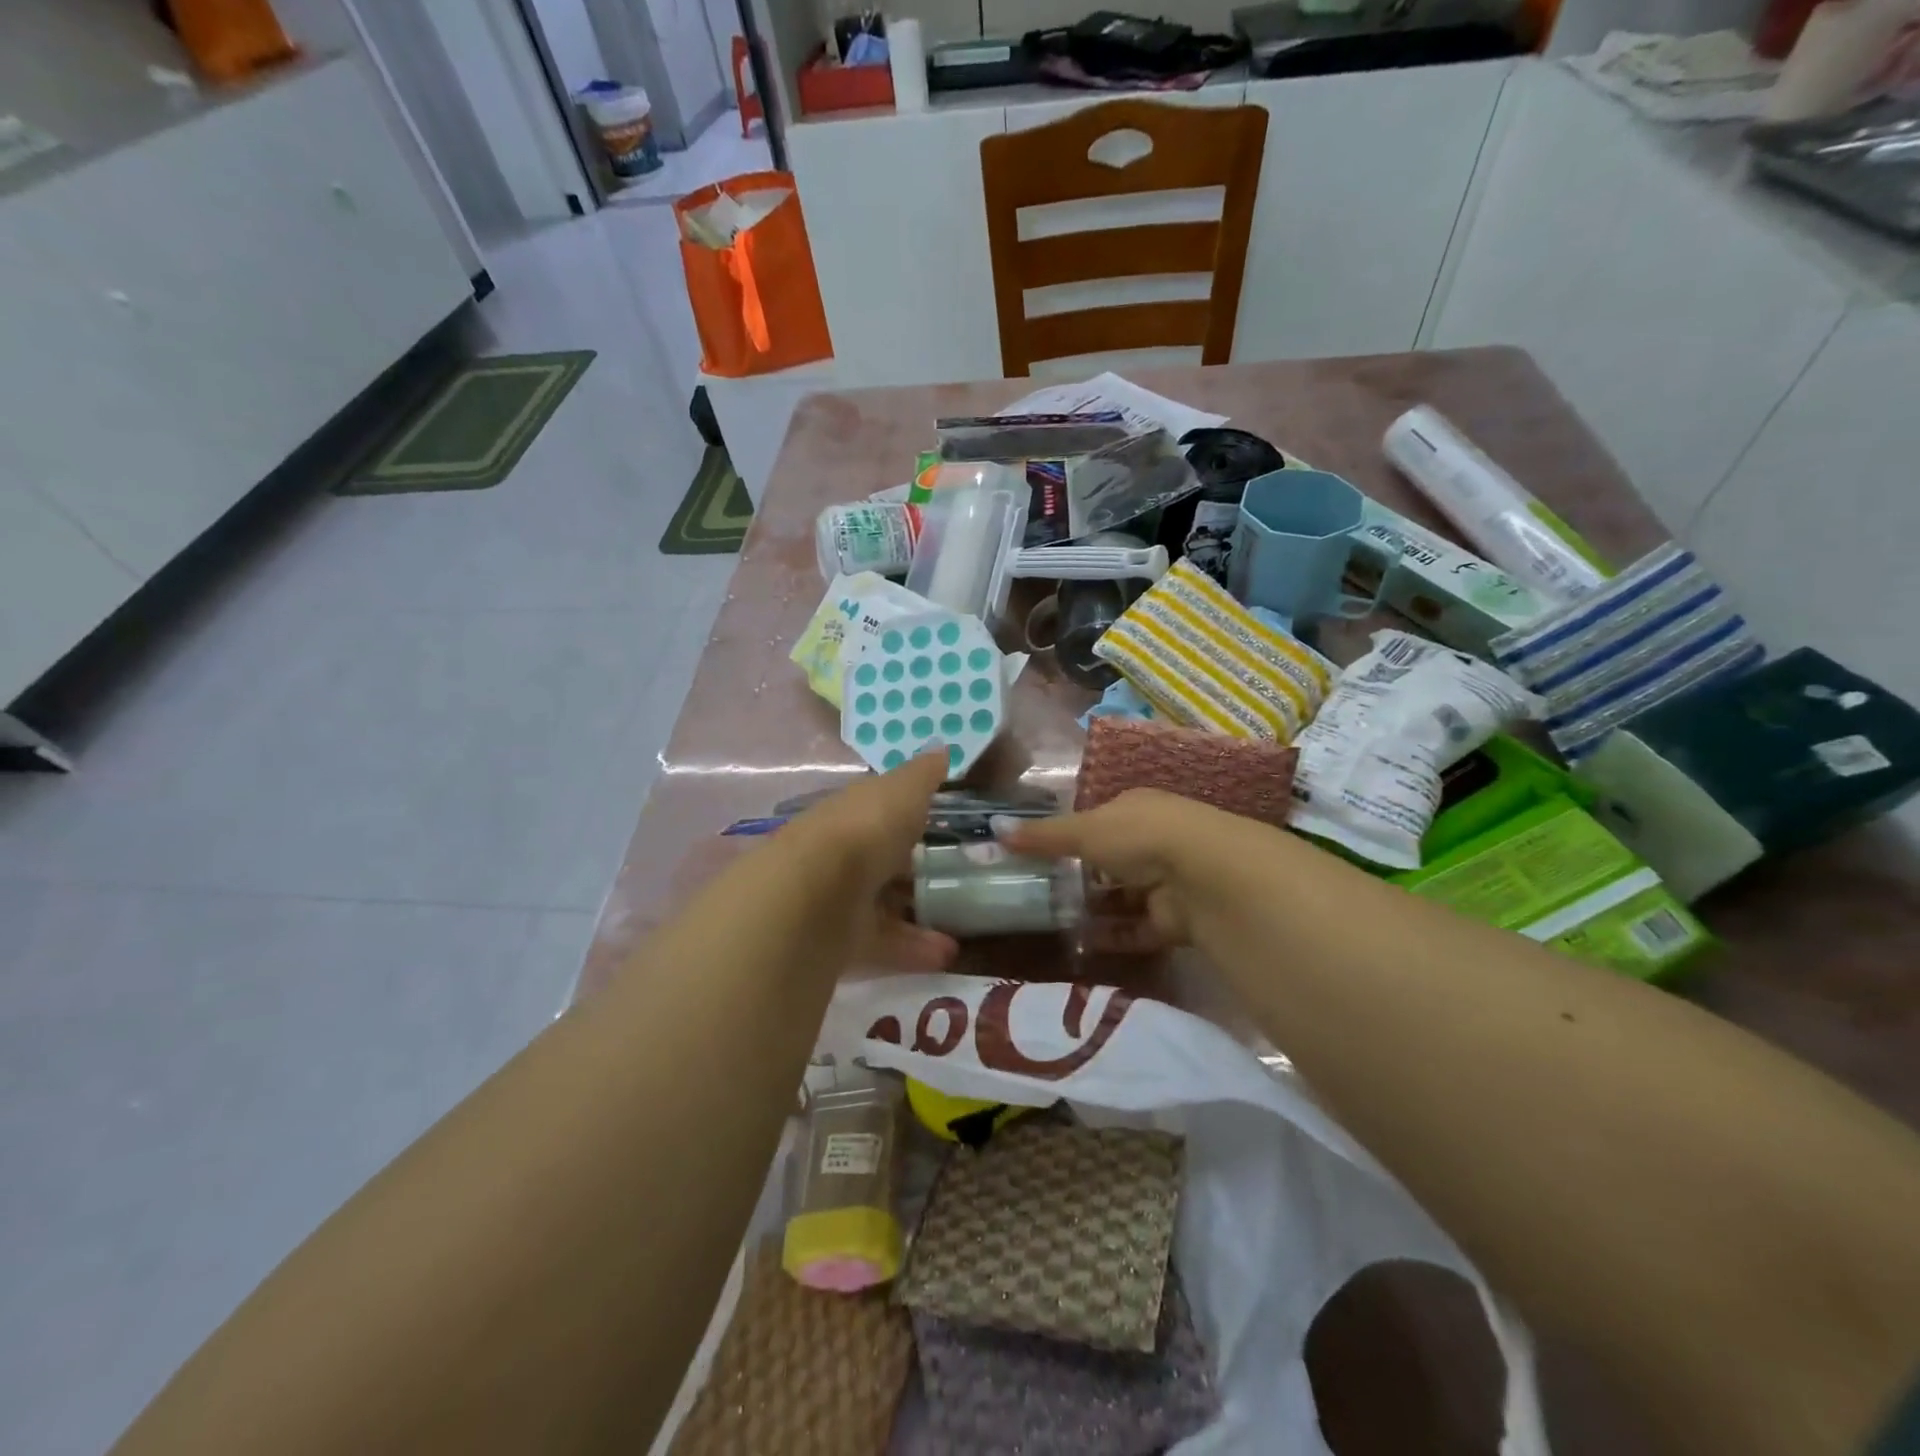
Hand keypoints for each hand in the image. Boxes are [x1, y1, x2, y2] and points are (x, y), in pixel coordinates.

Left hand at [783, 749, 957, 971]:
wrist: (815, 893)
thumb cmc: (865, 829)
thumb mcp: (902, 791)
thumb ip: (923, 774)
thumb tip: (942, 746)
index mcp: (852, 811)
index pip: (879, 809)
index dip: (908, 814)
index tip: (942, 824)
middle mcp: (842, 851)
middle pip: (880, 858)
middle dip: (913, 868)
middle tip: (958, 876)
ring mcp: (838, 896)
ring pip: (883, 902)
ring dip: (919, 911)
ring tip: (962, 922)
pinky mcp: (840, 938)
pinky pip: (884, 940)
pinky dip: (914, 947)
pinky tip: (948, 953)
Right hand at [995, 789, 1236, 949]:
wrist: (1204, 875)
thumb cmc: (1138, 836)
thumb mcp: (1084, 831)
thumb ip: (1042, 836)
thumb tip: (994, 829)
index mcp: (1135, 809)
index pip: (1097, 822)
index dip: (1069, 838)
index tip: (1037, 858)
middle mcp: (1153, 842)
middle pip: (1109, 863)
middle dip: (1079, 879)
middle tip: (1038, 896)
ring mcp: (1166, 882)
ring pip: (1122, 898)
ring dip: (1094, 910)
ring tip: (1052, 923)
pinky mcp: (1175, 920)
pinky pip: (1136, 929)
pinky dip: (1112, 937)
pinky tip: (1081, 944)